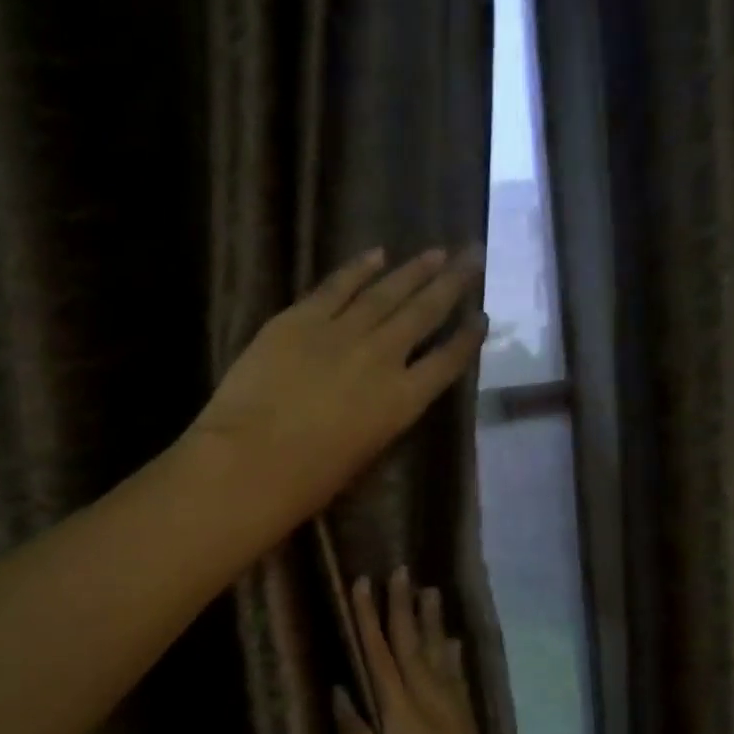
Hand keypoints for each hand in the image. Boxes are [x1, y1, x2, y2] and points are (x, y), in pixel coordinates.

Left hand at [188, 248, 487, 527]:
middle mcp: (382, 357)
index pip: (447, 363)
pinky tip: (377, 254)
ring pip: (386, 292)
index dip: (467, 339)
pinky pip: (336, 286)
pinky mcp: (300, 319)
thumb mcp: (362, 456)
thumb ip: (380, 418)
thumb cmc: (307, 481)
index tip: (481, 318)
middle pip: (424, 313)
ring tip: (437, 252)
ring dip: (414, 270)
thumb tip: (382, 397)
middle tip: (474, 256)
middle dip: (452, 284)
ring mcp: (341, 332)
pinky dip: (358, 268)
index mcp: (401, 401)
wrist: (251, 460)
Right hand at [333, 567, 540, 733]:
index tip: (362, 582)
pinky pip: (460, 687)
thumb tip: (343, 694)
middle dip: (404, 610)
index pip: (381, 660)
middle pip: (416, 652)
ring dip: (432, 626)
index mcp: (406, 727)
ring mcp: (460, 731)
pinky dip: (454, 660)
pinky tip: (455, 650)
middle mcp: (437, 716)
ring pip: (442, 664)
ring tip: (430, 592)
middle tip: (400, 570)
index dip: (369, 620)